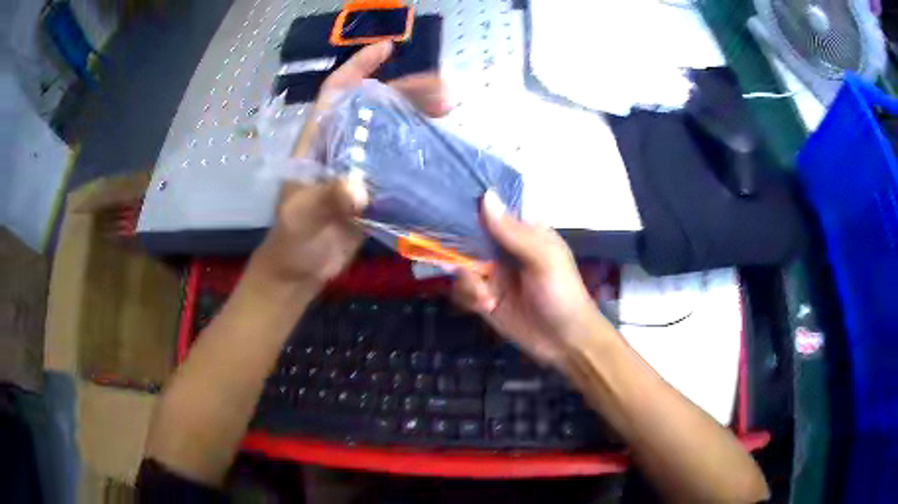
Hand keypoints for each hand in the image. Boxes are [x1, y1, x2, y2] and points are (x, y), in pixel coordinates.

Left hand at [253, 42, 450, 287]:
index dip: (359, 66)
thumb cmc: (293, 239)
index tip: (387, 48)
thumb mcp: (303, 217)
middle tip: (444, 92)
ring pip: (390, 129)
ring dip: (418, 116)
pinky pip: (399, 161)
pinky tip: (440, 146)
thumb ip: (326, 200)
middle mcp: (340, 144)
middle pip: (374, 106)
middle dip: (406, 91)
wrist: (300, 269)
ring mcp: (359, 164)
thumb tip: (360, 187)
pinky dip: (418, 150)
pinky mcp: (374, 186)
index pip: (337, 92)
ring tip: (449, 110)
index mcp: (317, 140)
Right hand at [453, 192, 606, 366]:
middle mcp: (504, 251)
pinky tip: (485, 306)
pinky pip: (462, 290)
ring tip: (485, 297)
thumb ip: (513, 232)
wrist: (566, 342)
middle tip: (460, 263)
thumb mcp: (543, 259)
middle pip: (469, 237)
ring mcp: (493, 275)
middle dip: (459, 249)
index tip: (450, 209)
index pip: (493, 211)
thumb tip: (486, 196)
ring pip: (461, 265)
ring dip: (467, 281)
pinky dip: (468, 296)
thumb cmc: (562, 294)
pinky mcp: (484, 299)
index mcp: (523, 234)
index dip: (472, 208)